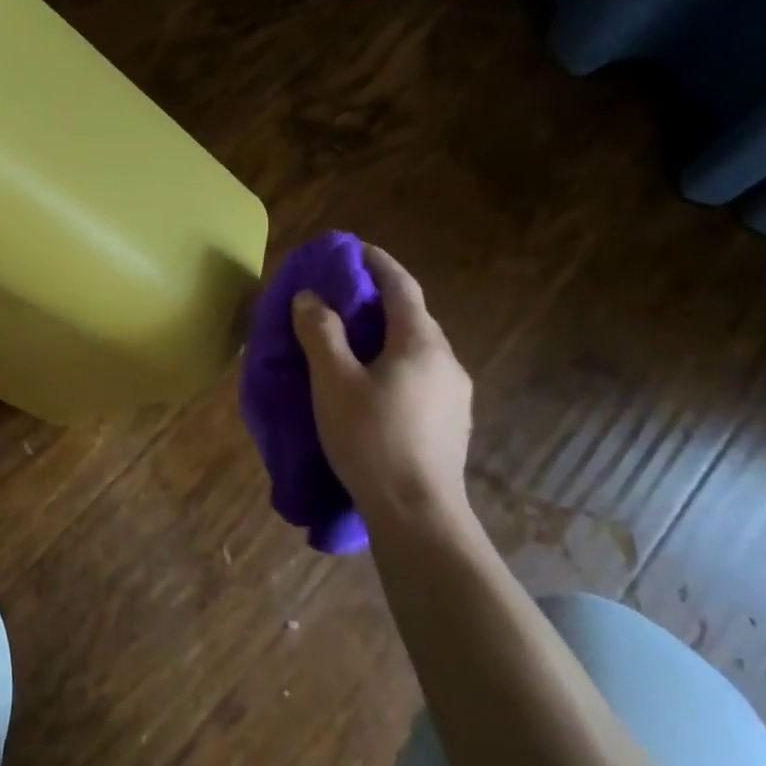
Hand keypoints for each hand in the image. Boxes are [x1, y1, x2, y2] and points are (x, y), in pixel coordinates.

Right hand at [291, 244, 473, 532]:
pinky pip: (419, 375)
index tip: (352, 249)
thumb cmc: (371, 440)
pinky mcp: (450, 422)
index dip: (376, 262)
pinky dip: (393, 363)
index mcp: (420, 342)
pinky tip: (372, 385)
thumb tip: (310, 297)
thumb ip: (320, 332)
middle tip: (339, 297)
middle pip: (411, 315)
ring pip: (415, 348)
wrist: (418, 515)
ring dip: (384, 334)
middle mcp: (446, 360)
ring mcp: (454, 394)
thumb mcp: (333, 381)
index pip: (400, 285)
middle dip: (377, 299)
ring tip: (349, 342)